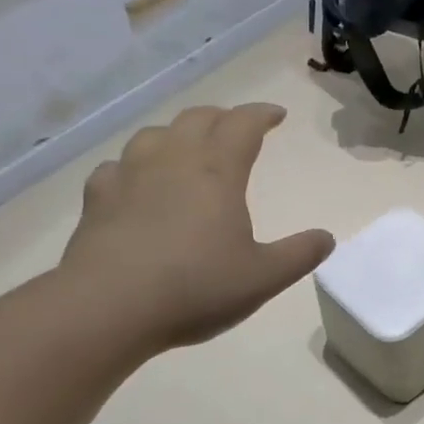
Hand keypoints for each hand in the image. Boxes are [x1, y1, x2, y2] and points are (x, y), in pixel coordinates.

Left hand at [59, 104, 333, 353]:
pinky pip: (117, 166)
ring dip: (178, 133)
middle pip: (198, 118)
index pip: (243, 125)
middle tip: (236, 128)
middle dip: (222, 118)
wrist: (107, 308)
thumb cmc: (195, 287)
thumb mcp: (263, 278)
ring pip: (155, 134)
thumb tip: (327, 238)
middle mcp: (173, 161)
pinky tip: (135, 182)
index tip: (276, 115)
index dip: (262, 114)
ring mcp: (129, 176)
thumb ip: (299, 255)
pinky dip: (134, 166)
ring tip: (187, 148)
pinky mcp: (97, 198)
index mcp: (217, 172)